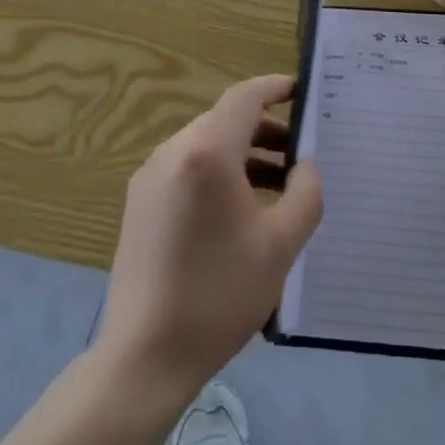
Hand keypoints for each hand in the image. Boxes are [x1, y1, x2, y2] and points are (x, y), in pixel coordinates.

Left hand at [96, 75, 322, 399]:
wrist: (144, 357)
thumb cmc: (219, 295)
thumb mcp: (280, 245)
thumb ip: (305, 193)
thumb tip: (304, 165)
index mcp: (207, 151)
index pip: (245, 97)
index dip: (276, 87)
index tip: (302, 91)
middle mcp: (173, 150)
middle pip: (225, 120)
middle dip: (265, 129)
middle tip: (300, 154)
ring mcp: (151, 176)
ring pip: (206, 145)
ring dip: (243, 154)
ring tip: (278, 185)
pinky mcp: (139, 202)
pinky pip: (187, 168)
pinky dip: (218, 172)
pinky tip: (239, 209)